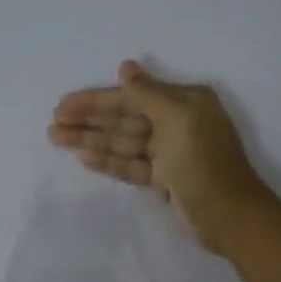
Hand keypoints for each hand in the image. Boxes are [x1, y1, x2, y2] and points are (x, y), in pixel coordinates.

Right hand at [49, 59, 274, 252]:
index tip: (64, 104)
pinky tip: (83, 157)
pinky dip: (108, 161)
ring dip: (91, 140)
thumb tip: (125, 67)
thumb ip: (147, 93)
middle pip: (124, 118)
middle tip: (53, 124)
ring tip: (57, 138)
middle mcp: (176, 123)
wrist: (228, 214)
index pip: (131, 96)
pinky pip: (131, 164)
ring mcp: (169, 153)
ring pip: (123, 142)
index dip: (96, 100)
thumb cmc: (203, 161)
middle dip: (88, 120)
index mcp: (184, 102)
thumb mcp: (177, 118)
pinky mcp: (164, 179)